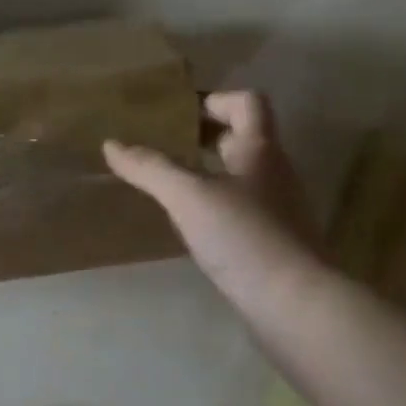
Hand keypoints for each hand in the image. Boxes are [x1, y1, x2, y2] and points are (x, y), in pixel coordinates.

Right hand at [104, 91, 328, 314]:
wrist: (294, 305)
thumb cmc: (244, 237)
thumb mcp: (189, 197)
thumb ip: (151, 168)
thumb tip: (111, 143)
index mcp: (261, 150)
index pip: (248, 103)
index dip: (216, 99)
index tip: (179, 113)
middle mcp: (274, 173)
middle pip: (243, 138)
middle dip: (204, 136)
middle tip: (162, 143)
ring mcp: (276, 210)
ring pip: (240, 176)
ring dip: (207, 172)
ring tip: (168, 182)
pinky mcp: (272, 243)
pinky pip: (239, 210)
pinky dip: (214, 206)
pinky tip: (190, 224)